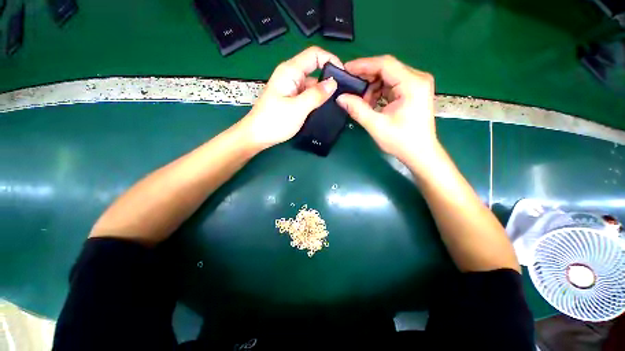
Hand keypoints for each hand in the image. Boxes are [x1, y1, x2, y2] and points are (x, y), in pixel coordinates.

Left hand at [241, 47, 341, 149]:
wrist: (257, 136)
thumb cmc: (275, 121)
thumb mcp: (298, 108)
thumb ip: (316, 94)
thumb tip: (333, 83)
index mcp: (290, 71)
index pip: (315, 55)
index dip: (331, 60)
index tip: (343, 76)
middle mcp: (291, 76)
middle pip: (314, 69)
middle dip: (329, 79)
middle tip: (341, 94)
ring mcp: (291, 88)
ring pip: (312, 84)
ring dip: (322, 92)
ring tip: (335, 103)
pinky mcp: (291, 98)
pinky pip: (307, 95)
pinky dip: (316, 100)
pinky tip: (323, 108)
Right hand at [336, 55, 436, 164]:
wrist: (420, 153)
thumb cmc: (401, 141)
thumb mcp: (376, 126)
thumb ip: (358, 110)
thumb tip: (340, 97)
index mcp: (412, 84)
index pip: (385, 64)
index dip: (363, 65)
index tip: (345, 70)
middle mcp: (417, 78)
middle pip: (386, 68)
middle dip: (366, 78)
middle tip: (349, 88)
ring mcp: (416, 84)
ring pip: (388, 77)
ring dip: (372, 87)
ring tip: (361, 102)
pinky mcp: (413, 92)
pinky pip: (391, 85)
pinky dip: (378, 92)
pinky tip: (371, 103)